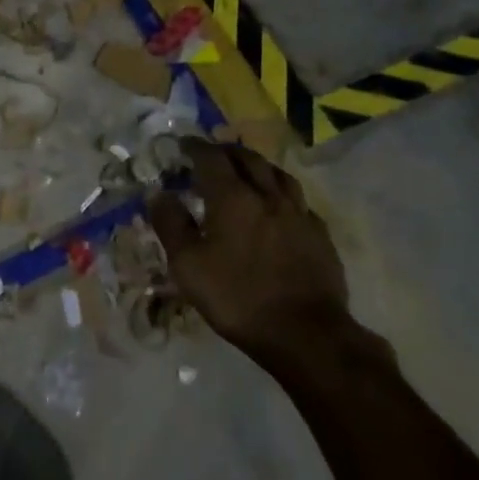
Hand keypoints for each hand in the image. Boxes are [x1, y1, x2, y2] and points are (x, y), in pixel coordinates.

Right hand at [147, 138, 347, 358]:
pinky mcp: (320, 236)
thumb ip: (171, 225)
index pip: (211, 158)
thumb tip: (158, 194)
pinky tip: (280, 207)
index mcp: (233, 197)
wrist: (305, 334)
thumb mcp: (188, 266)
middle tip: (213, 154)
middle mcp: (268, 196)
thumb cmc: (238, 297)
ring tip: (248, 171)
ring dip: (259, 167)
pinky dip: (283, 195)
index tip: (183, 145)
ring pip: (279, 175)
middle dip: (227, 152)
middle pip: (248, 159)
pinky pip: (300, 202)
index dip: (195, 148)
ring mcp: (299, 214)